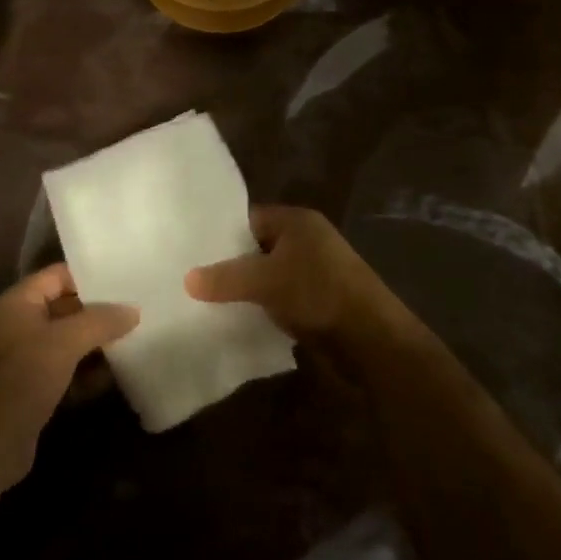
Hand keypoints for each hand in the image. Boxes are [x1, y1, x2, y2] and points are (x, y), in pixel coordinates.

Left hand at [0, 264, 137, 489]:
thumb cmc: (20, 378)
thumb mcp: (63, 342)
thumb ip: (100, 322)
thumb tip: (134, 310)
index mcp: (19, 303)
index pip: (58, 275)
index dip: (90, 275)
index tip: (126, 277)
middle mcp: (21, 325)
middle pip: (67, 309)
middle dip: (101, 311)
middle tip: (141, 308)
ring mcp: (27, 360)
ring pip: (71, 343)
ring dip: (99, 344)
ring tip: (139, 339)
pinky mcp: (36, 391)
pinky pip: (69, 372)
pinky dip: (89, 374)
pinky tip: (118, 376)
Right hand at [185, 206, 414, 359]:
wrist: (373, 341)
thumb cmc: (318, 295)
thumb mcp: (265, 281)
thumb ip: (225, 278)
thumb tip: (187, 278)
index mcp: (298, 221)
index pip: (248, 218)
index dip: (220, 233)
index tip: (191, 251)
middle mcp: (307, 240)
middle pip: (257, 246)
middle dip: (230, 263)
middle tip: (191, 277)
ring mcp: (315, 271)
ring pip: (268, 274)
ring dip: (246, 288)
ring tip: (206, 300)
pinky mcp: (319, 300)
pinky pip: (280, 296)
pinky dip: (263, 305)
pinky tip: (238, 318)